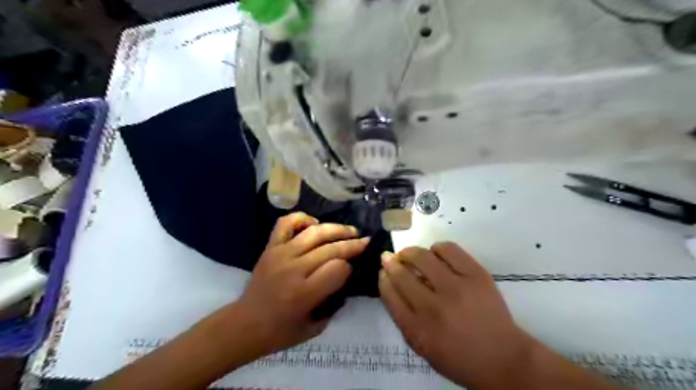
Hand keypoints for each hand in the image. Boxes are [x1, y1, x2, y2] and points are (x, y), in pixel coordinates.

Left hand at [233, 212, 368, 354]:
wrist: (245, 324)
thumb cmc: (281, 332)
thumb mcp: (315, 327)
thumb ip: (333, 302)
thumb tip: (346, 277)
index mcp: (305, 294)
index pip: (339, 269)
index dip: (350, 267)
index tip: (352, 269)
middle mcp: (294, 269)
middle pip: (331, 248)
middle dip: (352, 244)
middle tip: (365, 242)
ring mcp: (281, 254)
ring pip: (314, 232)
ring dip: (336, 229)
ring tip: (349, 231)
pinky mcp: (271, 247)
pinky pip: (286, 223)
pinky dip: (302, 218)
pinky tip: (314, 224)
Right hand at [379, 242, 533, 387]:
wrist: (503, 359)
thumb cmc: (458, 357)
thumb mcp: (422, 347)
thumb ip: (403, 317)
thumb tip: (391, 283)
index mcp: (417, 329)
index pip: (389, 294)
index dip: (383, 277)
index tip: (383, 271)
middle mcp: (433, 307)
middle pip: (402, 274)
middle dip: (391, 262)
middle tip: (391, 258)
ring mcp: (456, 288)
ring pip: (422, 257)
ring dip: (410, 252)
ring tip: (410, 254)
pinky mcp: (476, 275)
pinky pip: (448, 249)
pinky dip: (437, 248)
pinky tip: (436, 254)